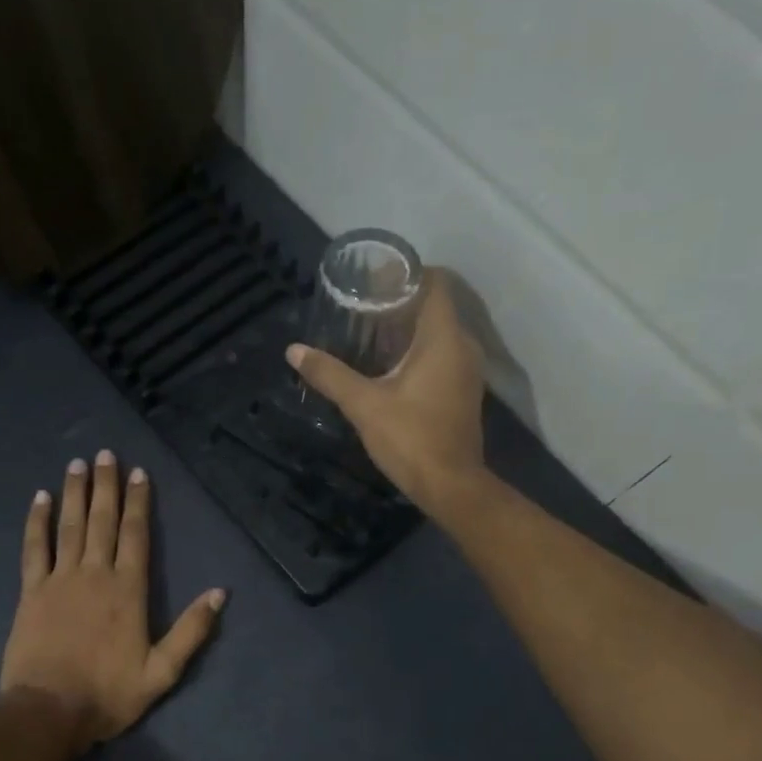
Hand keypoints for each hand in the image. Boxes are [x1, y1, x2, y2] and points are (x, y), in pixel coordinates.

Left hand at [0, 452, 225, 750]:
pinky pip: (34, 548)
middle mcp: (95, 574)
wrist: (49, 711)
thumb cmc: (109, 693)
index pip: (136, 534)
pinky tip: (39, 499)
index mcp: (128, 589)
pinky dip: (36, 522)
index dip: (138, 502)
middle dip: (106, 486)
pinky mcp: (31, 592)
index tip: (138, 473)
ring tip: (77, 464)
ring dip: (74, 493)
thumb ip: (192, 630)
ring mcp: (60, 580)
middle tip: (105, 454)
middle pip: (102, 521)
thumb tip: (220, 593)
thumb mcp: (162, 671)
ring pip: (69, 526)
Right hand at [286, 270, 487, 514]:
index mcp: (443, 339)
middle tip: (362, 303)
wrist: (450, 486)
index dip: (406, 274)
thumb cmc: (411, 438)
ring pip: (439, 334)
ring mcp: (467, 372)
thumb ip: (330, 374)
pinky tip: (389, 366)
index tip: (375, 277)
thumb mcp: (364, 405)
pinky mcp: (463, 393)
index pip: (434, 284)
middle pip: (435, 308)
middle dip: (400, 302)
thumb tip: (294, 351)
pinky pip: (442, 356)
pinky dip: (418, 352)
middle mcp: (463, 347)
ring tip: (370, 331)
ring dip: (409, 329)